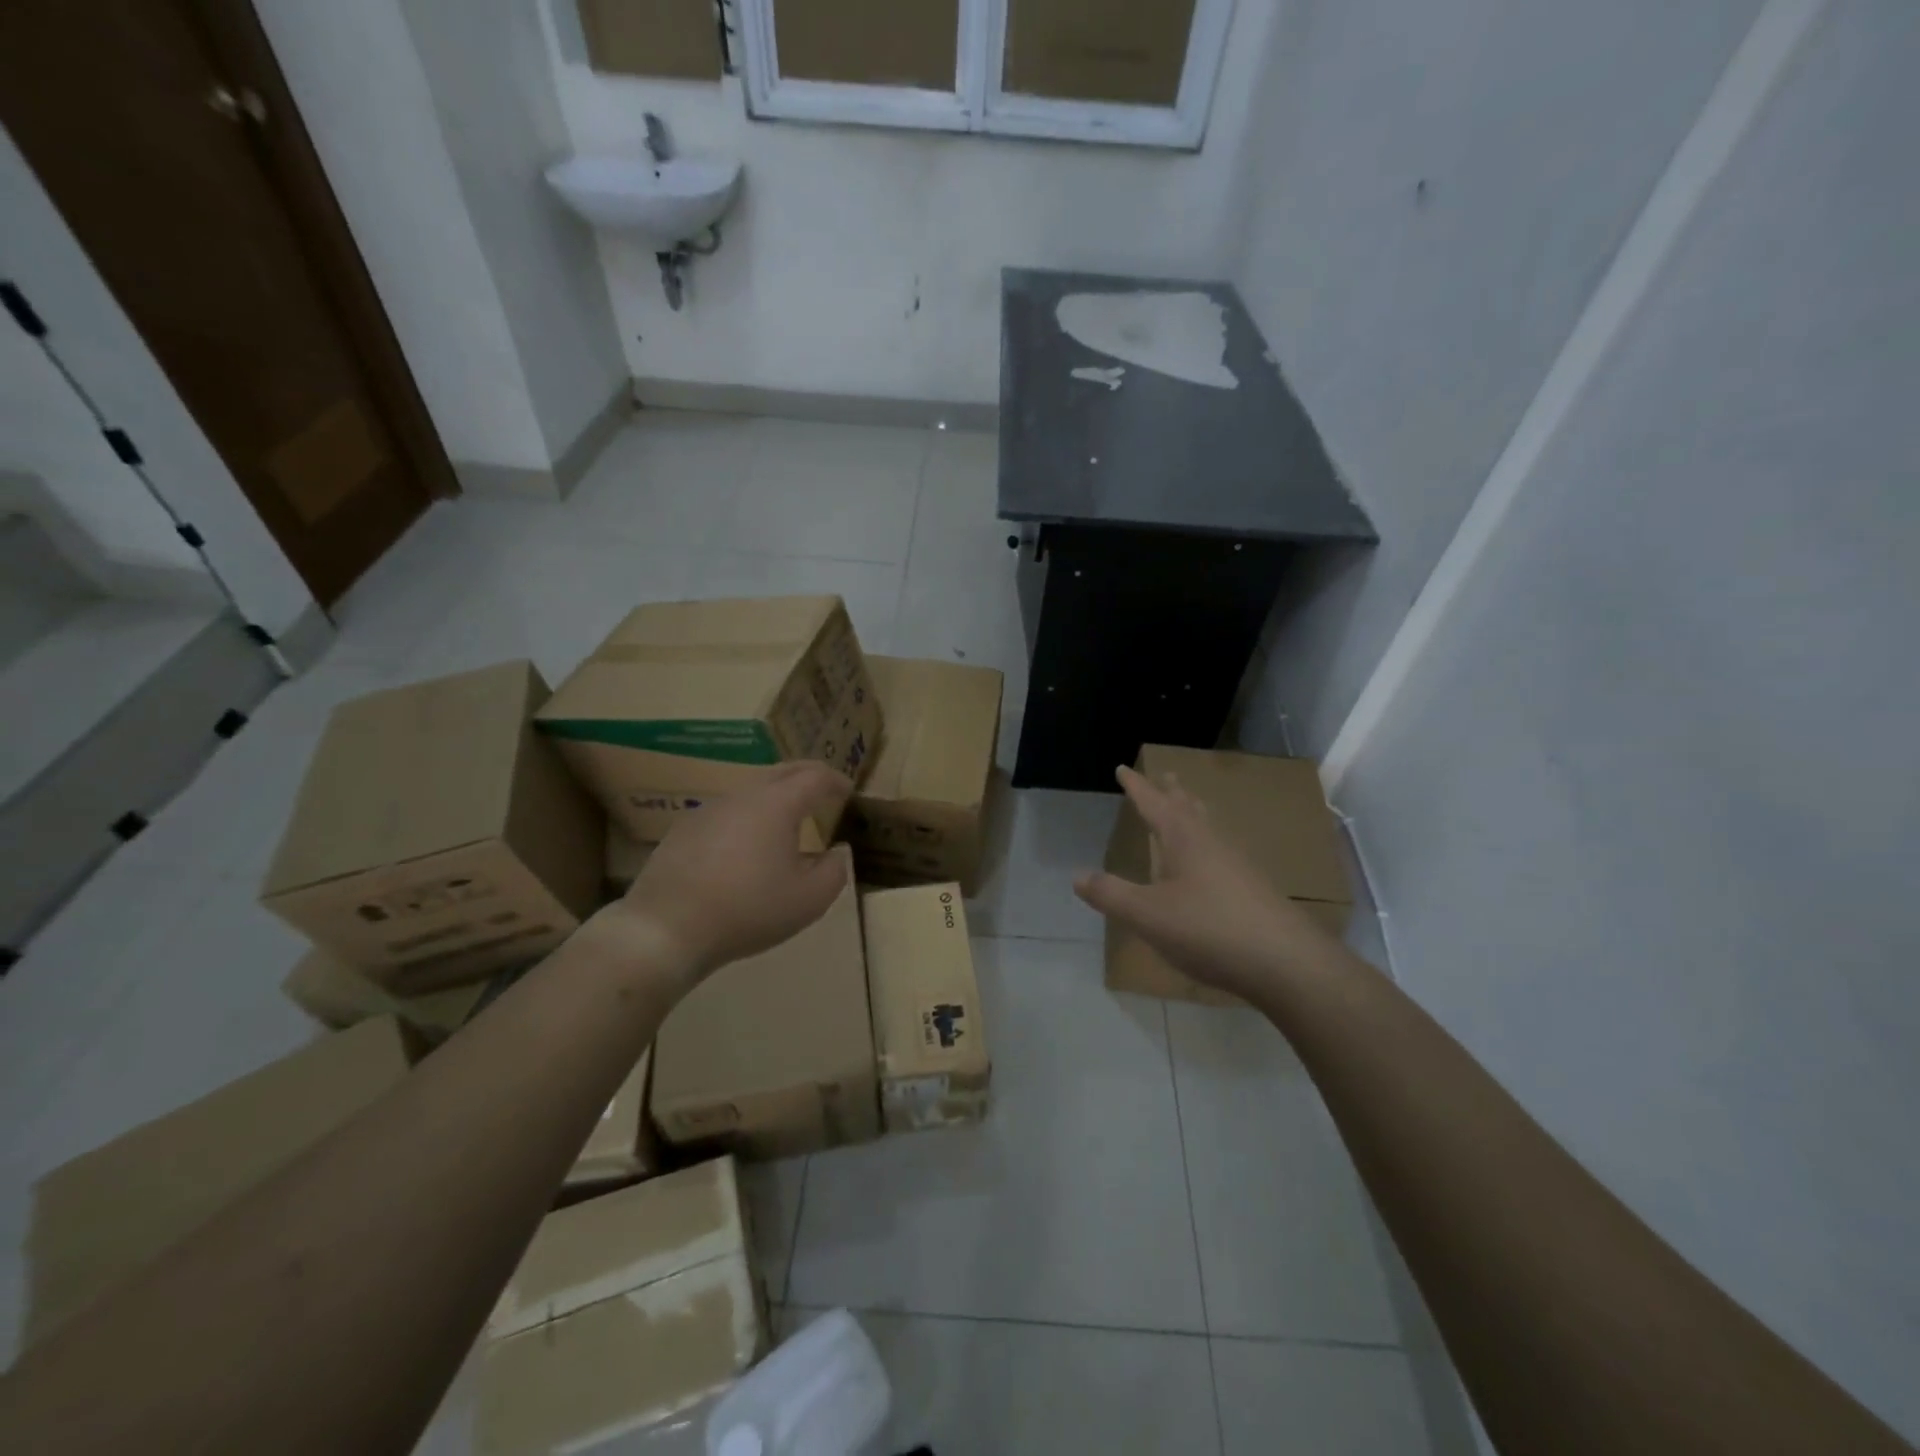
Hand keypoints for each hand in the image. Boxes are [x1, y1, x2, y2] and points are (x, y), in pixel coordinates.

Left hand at [610, 762, 853, 984]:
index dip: (836, 780)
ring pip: (752, 791)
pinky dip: (748, 817)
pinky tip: (746, 846)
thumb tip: (836, 852)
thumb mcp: (809, 900)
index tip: (848, 791)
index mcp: (777, 804)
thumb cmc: (748, 910)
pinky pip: (727, 812)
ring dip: (776, 797)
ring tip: (788, 821)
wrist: (667, 928)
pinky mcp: (684, 829)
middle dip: (807, 777)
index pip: (815, 776)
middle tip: (824, 791)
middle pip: (782, 772)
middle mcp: (743, 796)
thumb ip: (835, 871)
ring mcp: (709, 810)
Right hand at [1074, 765, 1340, 997]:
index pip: (1153, 802)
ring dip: (1193, 813)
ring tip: (1187, 808)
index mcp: (1184, 838)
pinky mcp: (1253, 888)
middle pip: (1188, 807)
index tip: (1123, 767)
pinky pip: (1222, 851)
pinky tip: (1210, 863)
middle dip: (1171, 791)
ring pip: (1209, 827)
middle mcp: (1212, 842)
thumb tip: (1077, 876)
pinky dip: (1207, 842)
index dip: (1136, 786)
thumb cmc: (1209, 929)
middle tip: (1164, 775)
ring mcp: (1237, 864)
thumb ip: (1111, 894)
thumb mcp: (1147, 915)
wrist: (1286, 962)